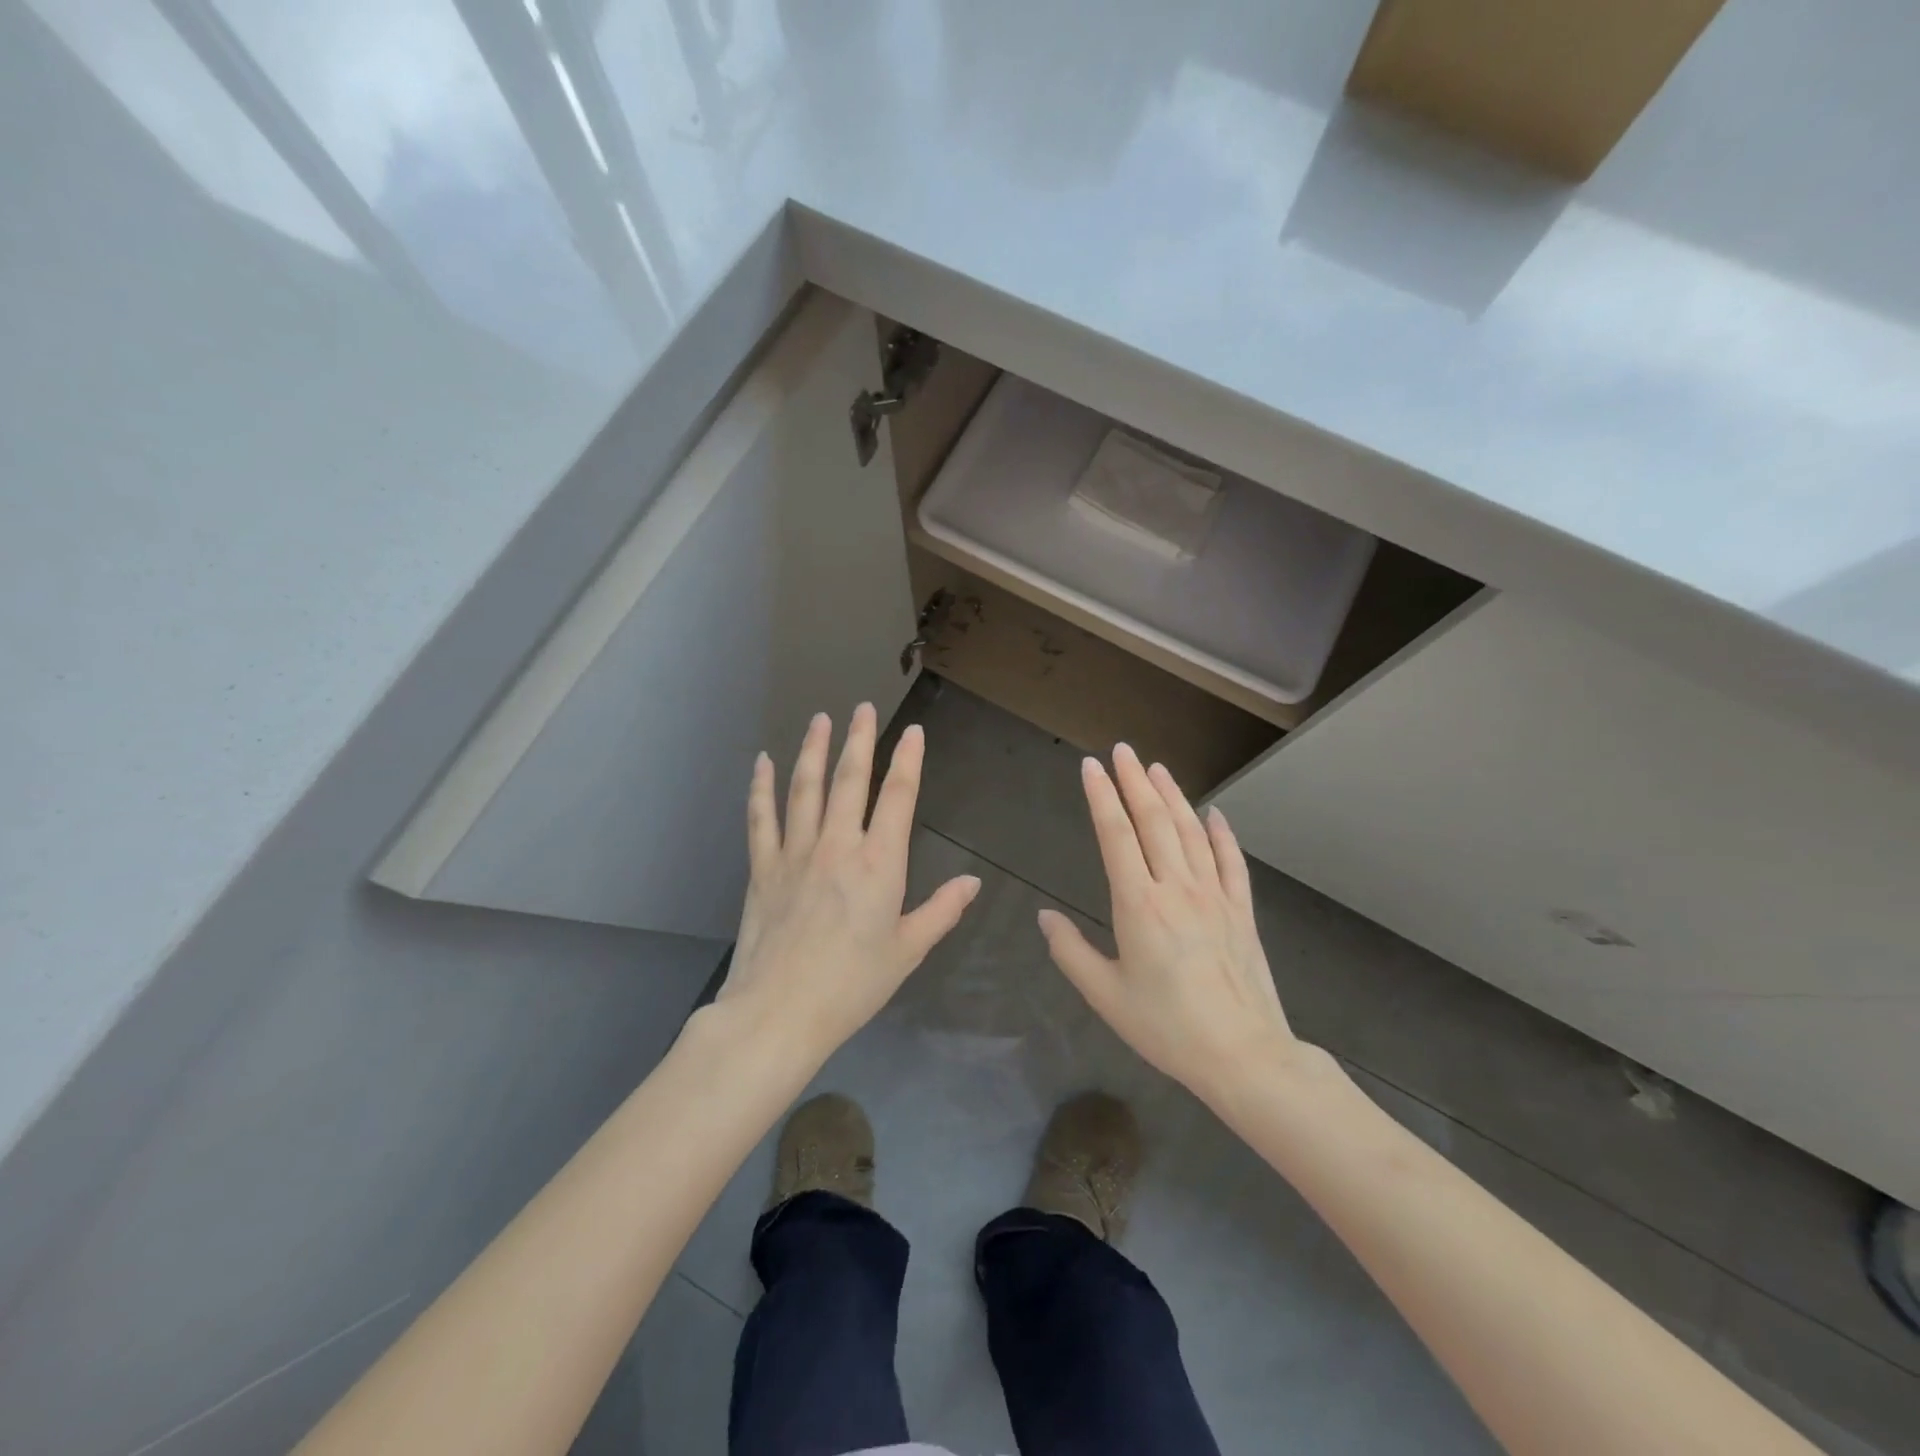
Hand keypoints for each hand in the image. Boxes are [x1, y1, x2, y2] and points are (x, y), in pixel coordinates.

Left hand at [718, 704, 980, 1059]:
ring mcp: (796, 852)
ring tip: (820, 719)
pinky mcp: (763, 867)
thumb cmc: (852, 985)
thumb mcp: (908, 951)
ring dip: (814, 750)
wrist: (780, 1012)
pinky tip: (763, 762)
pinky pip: (761, 817)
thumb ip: (942, 911)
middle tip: (863, 707)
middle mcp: (838, 845)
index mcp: (879, 863)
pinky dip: (762, 787)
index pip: (899, 797)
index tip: (912, 732)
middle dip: (860, 739)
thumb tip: (972, 882)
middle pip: (851, 780)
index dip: (908, 760)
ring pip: (806, 788)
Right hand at [1038, 744, 1299, 1102]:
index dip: (1101, 797)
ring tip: (1157, 768)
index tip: (1091, 767)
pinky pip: (1230, 861)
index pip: (1115, 835)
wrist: (1242, 1054)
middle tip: (1122, 750)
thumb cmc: (1166, 1027)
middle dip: (1134, 782)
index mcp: (1138, 904)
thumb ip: (1070, 952)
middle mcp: (1176, 888)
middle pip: (1153, 821)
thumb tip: (1045, 917)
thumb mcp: (1105, 995)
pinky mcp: (1241, 910)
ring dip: (1172, 796)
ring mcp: (1214, 896)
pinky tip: (1215, 814)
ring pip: (1190, 832)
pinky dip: (1221, 834)